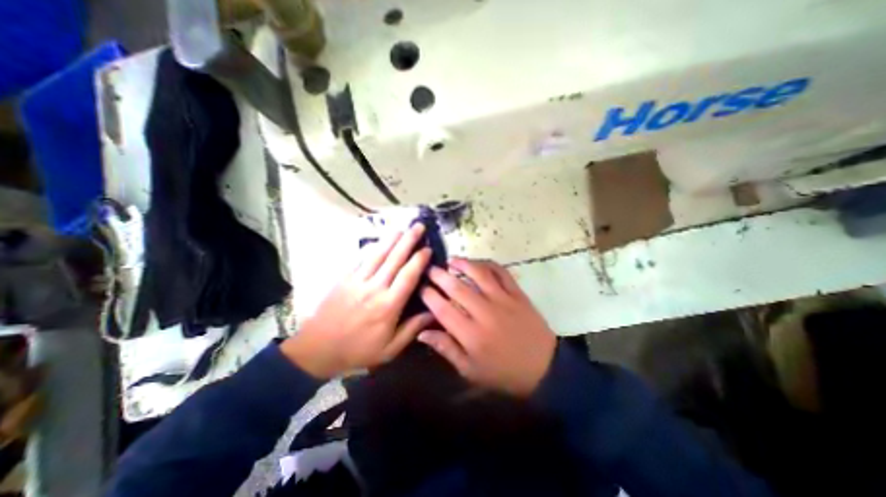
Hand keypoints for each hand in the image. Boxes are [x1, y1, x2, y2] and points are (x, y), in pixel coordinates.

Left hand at [281, 224, 434, 378]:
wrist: (317, 350)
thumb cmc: (358, 351)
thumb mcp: (390, 349)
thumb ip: (412, 329)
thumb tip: (433, 313)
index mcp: (388, 306)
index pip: (408, 276)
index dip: (419, 260)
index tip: (428, 248)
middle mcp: (374, 288)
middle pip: (394, 259)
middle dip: (408, 241)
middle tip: (419, 226)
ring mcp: (357, 281)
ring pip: (377, 255)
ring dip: (391, 239)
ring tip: (401, 227)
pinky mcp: (344, 279)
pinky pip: (361, 259)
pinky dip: (372, 248)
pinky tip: (379, 241)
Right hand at [420, 259, 554, 397]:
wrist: (544, 368)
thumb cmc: (503, 373)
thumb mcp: (470, 370)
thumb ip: (446, 348)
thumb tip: (422, 333)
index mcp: (470, 334)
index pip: (442, 309)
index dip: (428, 295)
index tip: (421, 287)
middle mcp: (484, 313)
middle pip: (457, 287)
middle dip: (439, 275)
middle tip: (430, 268)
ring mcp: (503, 300)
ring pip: (479, 274)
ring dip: (463, 264)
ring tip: (451, 260)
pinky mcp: (518, 294)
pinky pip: (501, 272)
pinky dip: (488, 264)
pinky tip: (478, 262)